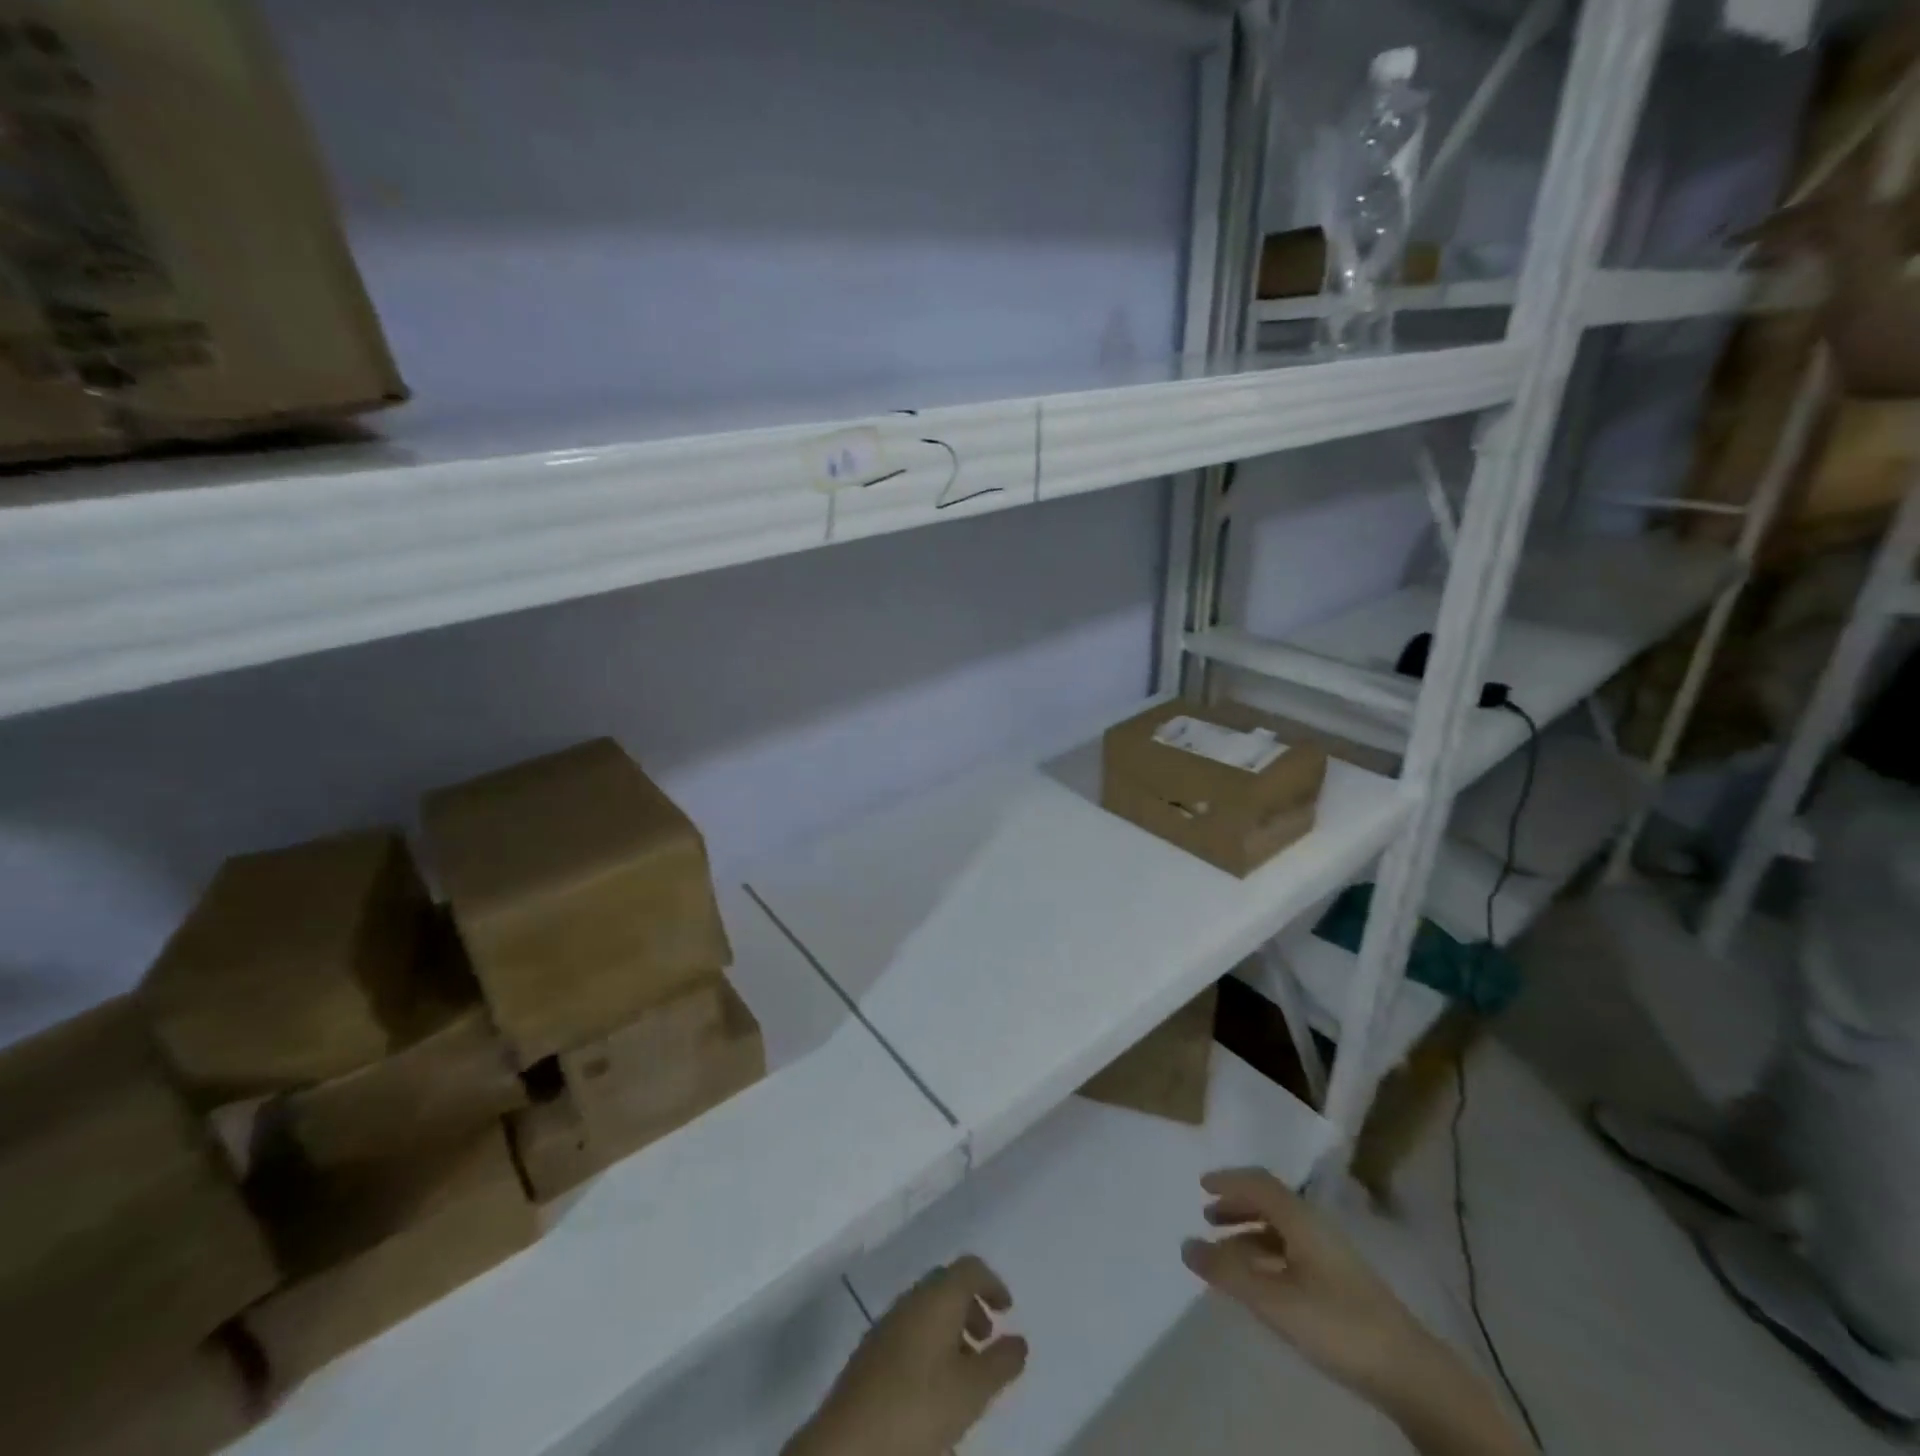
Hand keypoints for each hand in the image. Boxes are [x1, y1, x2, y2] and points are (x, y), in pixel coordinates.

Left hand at [786, 1257, 1027, 1455]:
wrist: (850, 1440)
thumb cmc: (919, 1406)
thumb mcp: (972, 1391)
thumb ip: (1001, 1362)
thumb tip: (1020, 1341)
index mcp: (937, 1296)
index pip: (969, 1267)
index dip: (992, 1283)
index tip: (1007, 1310)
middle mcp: (912, 1298)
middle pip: (946, 1285)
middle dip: (970, 1306)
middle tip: (986, 1339)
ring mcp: (887, 1322)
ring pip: (926, 1309)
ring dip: (950, 1327)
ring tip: (963, 1370)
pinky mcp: (871, 1350)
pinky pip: (909, 1329)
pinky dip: (929, 1342)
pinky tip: (933, 1384)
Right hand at [1181, 1168, 1433, 1406]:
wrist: (1408, 1371)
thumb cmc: (1336, 1323)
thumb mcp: (1274, 1301)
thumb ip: (1227, 1273)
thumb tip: (1186, 1244)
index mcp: (1300, 1218)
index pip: (1259, 1182)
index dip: (1229, 1180)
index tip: (1201, 1184)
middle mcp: (1315, 1225)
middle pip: (1270, 1202)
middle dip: (1237, 1205)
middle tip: (1208, 1216)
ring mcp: (1331, 1254)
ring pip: (1282, 1229)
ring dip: (1251, 1232)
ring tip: (1227, 1253)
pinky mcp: (1340, 1281)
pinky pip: (1292, 1250)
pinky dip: (1267, 1254)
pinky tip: (1261, 1281)